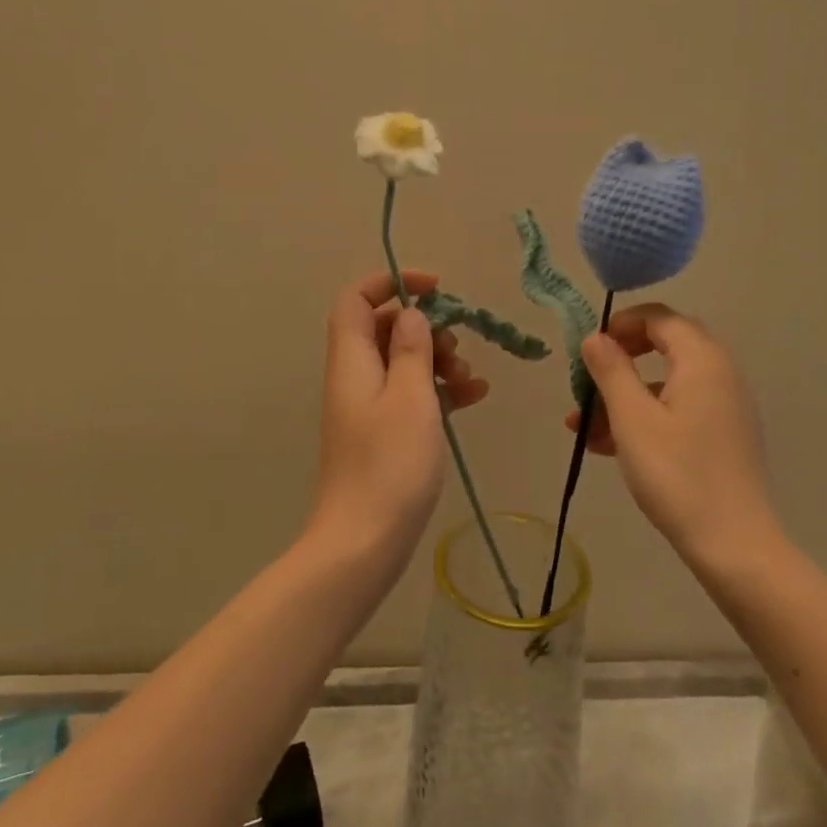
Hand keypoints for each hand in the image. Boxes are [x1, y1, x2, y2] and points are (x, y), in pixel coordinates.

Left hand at [309, 270, 490, 573]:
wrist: (363, 544)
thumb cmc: (389, 465)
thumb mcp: (411, 397)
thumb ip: (411, 349)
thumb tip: (410, 314)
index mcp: (352, 360)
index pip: (356, 298)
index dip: (392, 282)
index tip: (435, 289)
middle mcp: (354, 376)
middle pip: (382, 327)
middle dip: (424, 327)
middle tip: (457, 346)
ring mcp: (367, 406)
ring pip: (401, 361)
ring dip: (437, 360)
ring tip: (471, 380)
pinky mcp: (382, 432)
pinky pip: (409, 393)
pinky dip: (439, 389)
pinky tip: (473, 398)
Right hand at [566, 305, 781, 566]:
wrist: (734, 546)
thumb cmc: (677, 474)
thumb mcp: (632, 418)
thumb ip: (611, 370)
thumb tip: (595, 337)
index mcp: (702, 360)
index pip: (660, 317)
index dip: (621, 324)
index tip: (590, 348)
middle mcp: (720, 374)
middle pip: (665, 347)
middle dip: (620, 361)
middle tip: (588, 379)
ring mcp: (725, 407)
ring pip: (667, 383)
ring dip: (624, 396)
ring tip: (582, 426)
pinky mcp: (723, 436)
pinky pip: (678, 410)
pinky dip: (644, 417)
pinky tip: (608, 446)